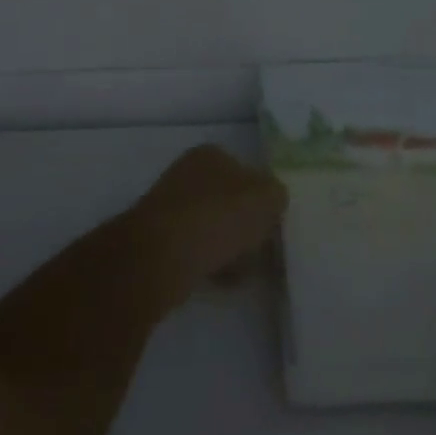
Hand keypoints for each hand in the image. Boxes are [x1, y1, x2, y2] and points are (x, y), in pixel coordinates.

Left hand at [122, 146, 287, 311]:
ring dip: (230, 247)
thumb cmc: (218, 217)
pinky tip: (223, 280)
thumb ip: (276, 195)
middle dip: (246, 226)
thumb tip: (273, 200)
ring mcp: (171, 206)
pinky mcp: (159, 239)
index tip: (273, 225)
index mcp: (211, 154)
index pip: (247, 172)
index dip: (263, 198)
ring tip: (245, 270)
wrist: (161, 256)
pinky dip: (212, 263)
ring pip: (214, 227)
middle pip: (229, 200)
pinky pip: (197, 250)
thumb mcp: (266, 199)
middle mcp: (187, 173)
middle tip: (262, 250)